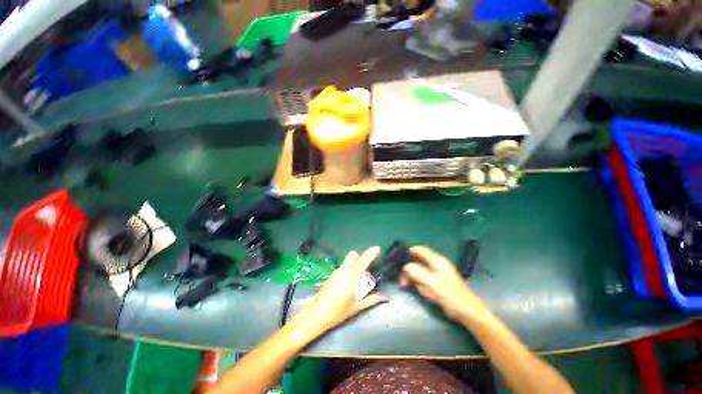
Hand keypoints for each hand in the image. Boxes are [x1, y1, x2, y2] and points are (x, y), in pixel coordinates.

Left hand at [295, 247, 387, 335]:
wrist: (316, 315)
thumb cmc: (337, 313)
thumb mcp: (356, 307)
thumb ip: (371, 300)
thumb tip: (386, 297)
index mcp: (351, 279)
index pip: (362, 261)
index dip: (370, 253)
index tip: (377, 248)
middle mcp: (343, 272)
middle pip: (353, 255)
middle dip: (360, 256)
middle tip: (366, 266)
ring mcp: (335, 272)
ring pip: (347, 261)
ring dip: (353, 264)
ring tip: (357, 278)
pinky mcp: (330, 275)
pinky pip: (342, 268)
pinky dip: (347, 270)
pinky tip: (346, 284)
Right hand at [400, 246, 491, 325]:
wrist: (469, 313)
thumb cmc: (453, 297)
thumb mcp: (435, 285)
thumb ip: (420, 274)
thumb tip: (405, 266)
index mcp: (437, 261)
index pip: (419, 250)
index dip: (408, 252)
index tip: (398, 260)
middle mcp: (435, 264)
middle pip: (417, 260)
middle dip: (407, 268)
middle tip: (401, 279)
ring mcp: (435, 273)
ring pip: (418, 270)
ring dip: (411, 277)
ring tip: (405, 285)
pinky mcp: (436, 282)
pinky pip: (422, 279)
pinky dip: (417, 282)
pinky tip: (416, 289)